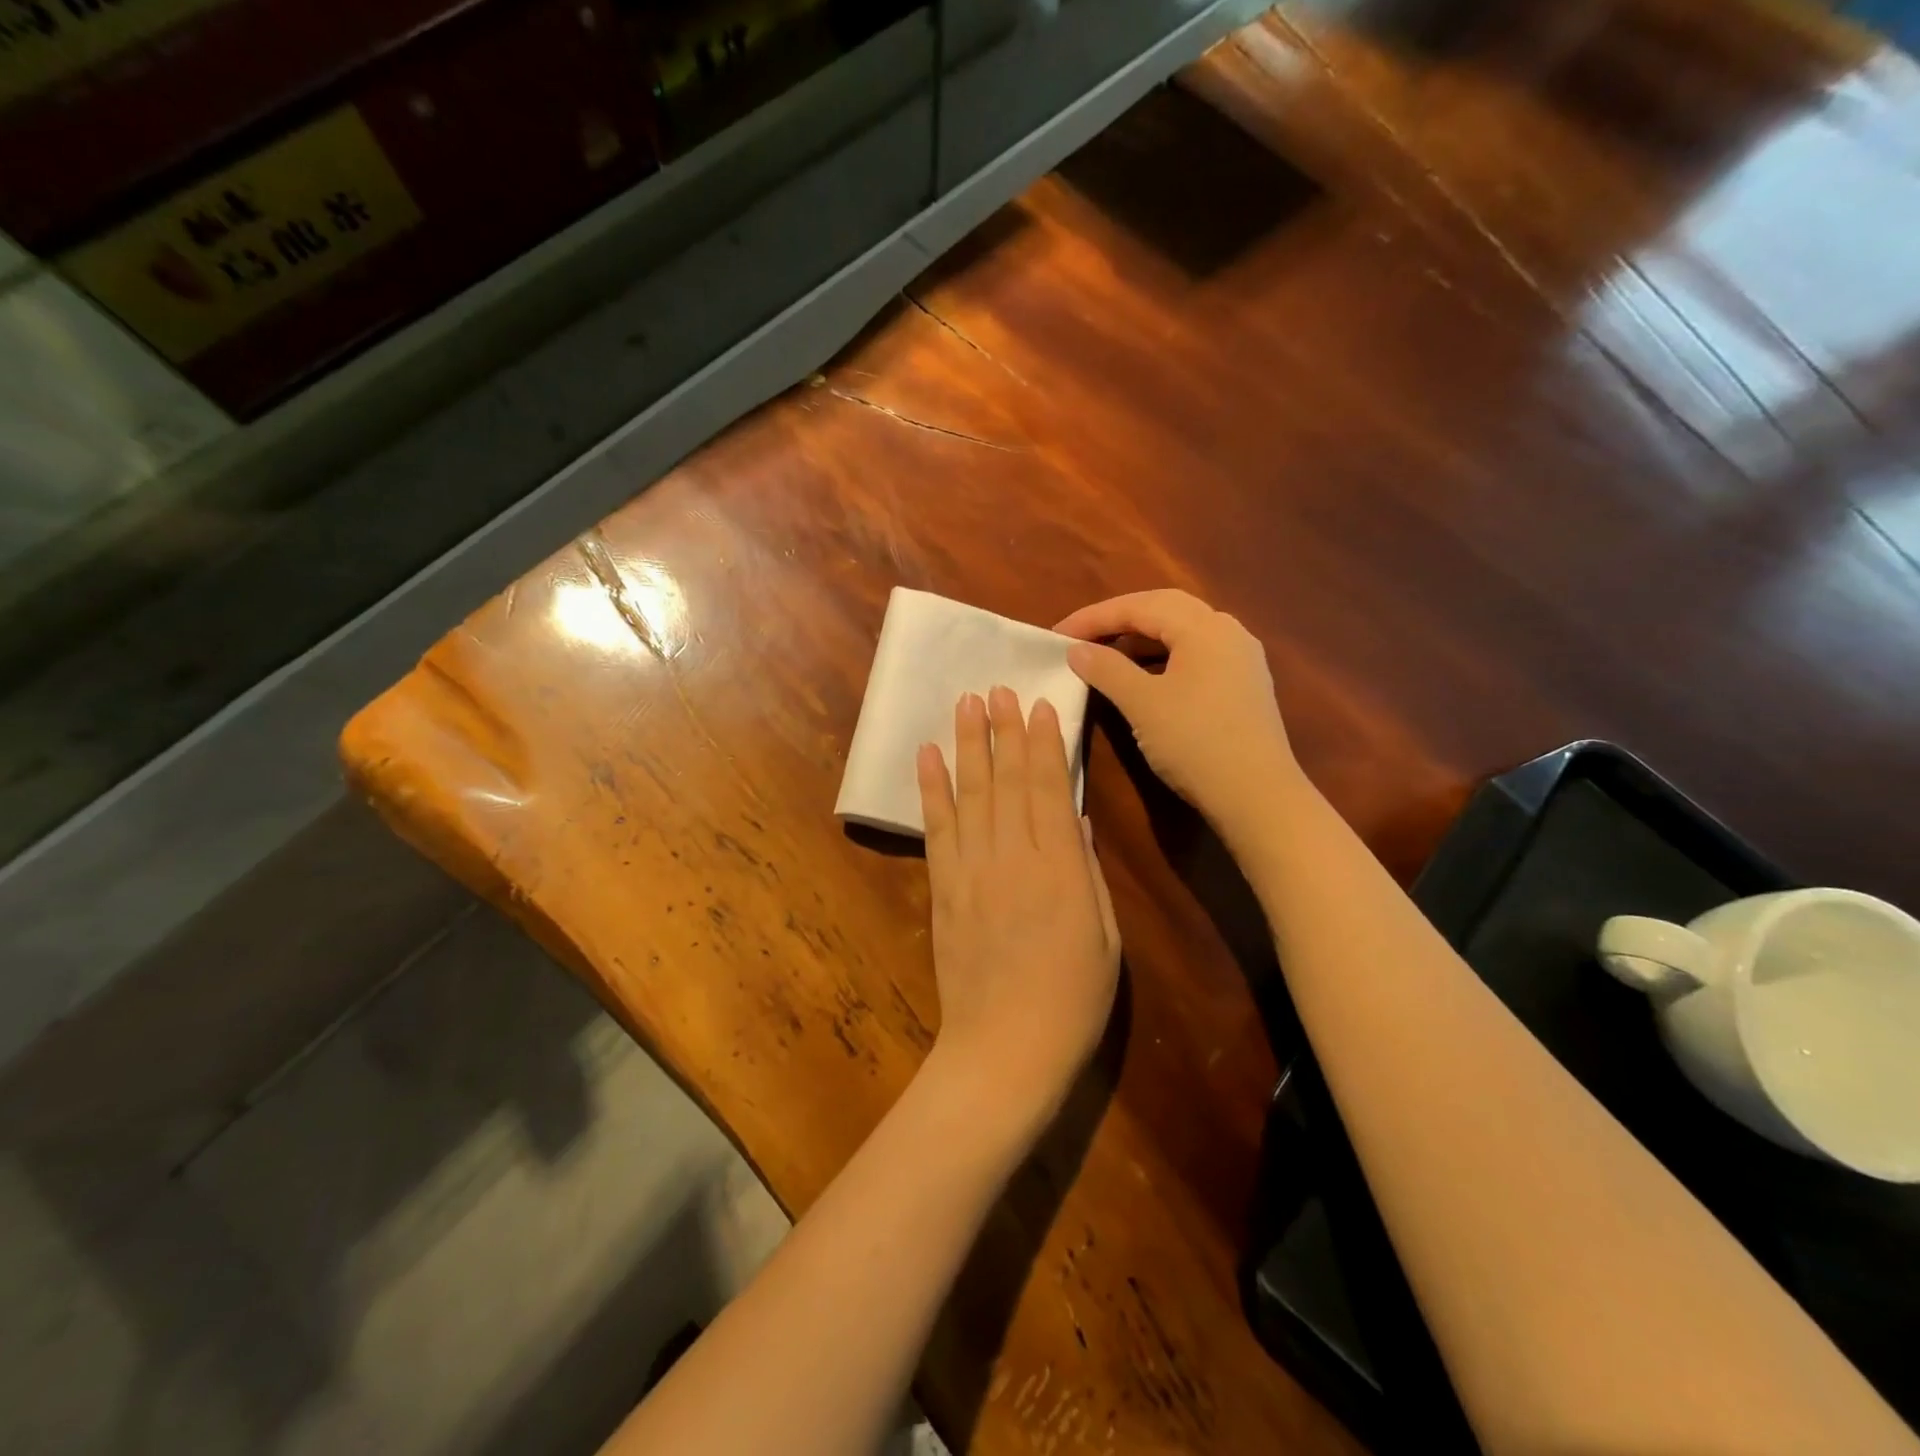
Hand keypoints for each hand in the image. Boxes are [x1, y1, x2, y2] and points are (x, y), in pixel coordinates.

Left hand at [916, 688, 1121, 1133]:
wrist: (1005, 1050)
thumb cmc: (1072, 1000)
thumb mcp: (1104, 938)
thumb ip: (1087, 873)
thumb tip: (1078, 821)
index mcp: (1060, 867)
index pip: (1049, 788)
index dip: (1044, 743)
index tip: (1039, 705)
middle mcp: (1012, 856)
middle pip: (1007, 780)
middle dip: (1003, 730)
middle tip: (996, 688)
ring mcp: (972, 870)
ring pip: (970, 794)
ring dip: (967, 745)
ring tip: (965, 704)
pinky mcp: (943, 889)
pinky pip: (936, 829)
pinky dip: (931, 790)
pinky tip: (928, 757)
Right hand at [1054, 590, 1297, 845]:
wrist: (1258, 797)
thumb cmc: (1195, 743)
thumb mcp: (1143, 704)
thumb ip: (1106, 669)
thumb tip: (1076, 649)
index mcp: (1204, 627)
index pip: (1140, 606)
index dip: (1094, 617)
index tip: (1056, 634)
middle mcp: (1228, 632)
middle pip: (1165, 610)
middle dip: (1119, 619)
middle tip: (1082, 637)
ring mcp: (1241, 659)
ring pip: (1183, 633)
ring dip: (1141, 639)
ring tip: (1107, 656)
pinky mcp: (1244, 686)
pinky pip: (1196, 656)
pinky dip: (1163, 659)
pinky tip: (1145, 679)